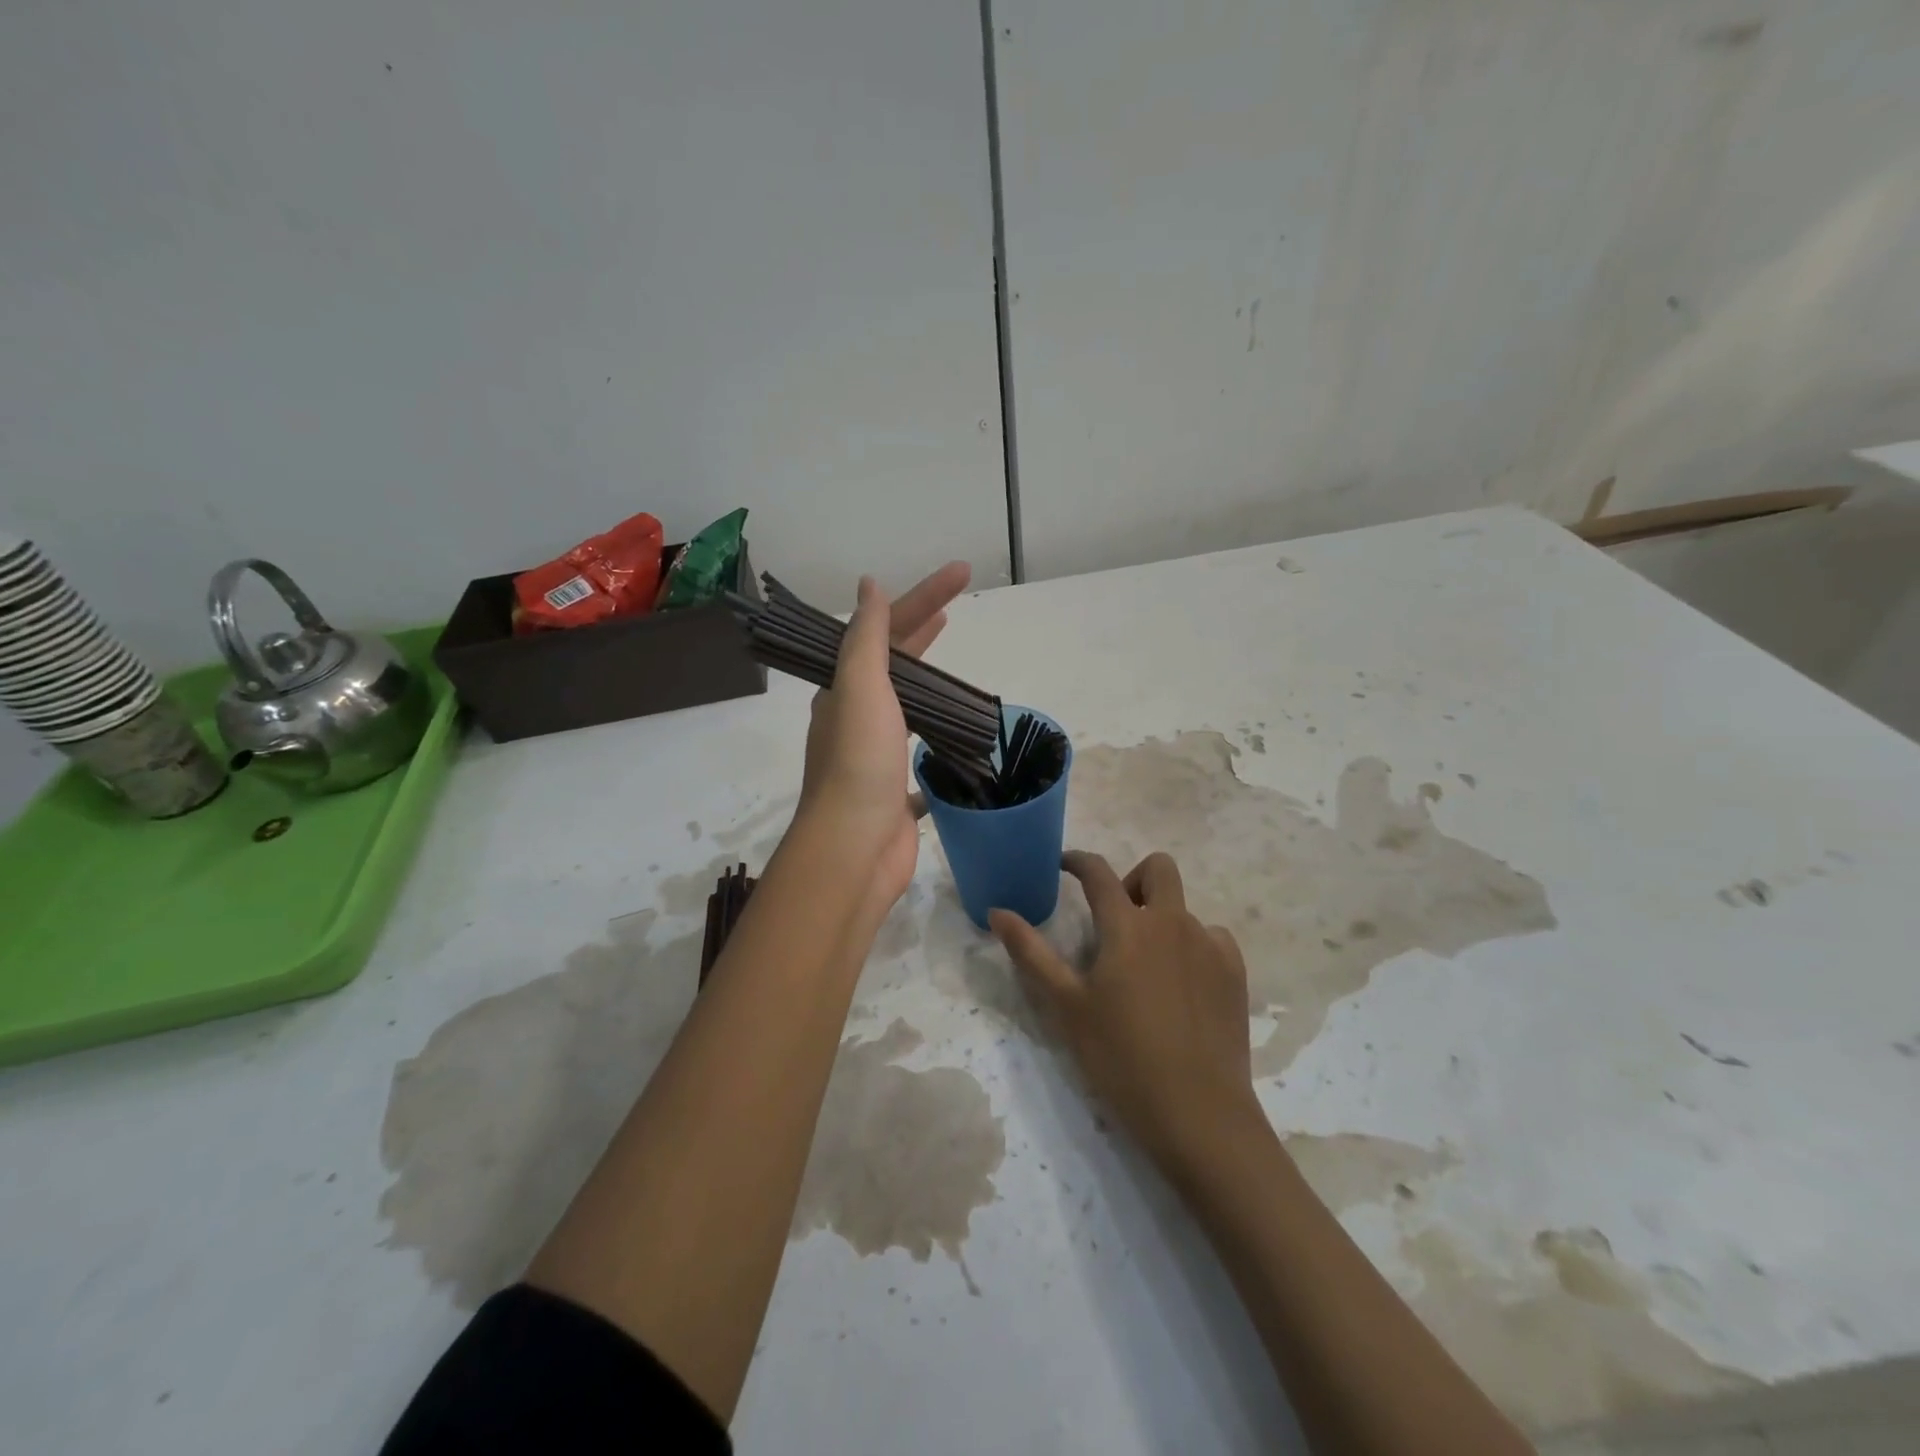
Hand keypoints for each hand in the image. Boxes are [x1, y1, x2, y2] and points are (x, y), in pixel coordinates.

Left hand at [799, 562, 969, 915]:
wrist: (854, 850)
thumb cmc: (859, 763)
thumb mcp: (860, 688)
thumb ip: (868, 638)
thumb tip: (868, 586)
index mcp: (844, 691)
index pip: (887, 631)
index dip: (923, 598)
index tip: (962, 573)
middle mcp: (856, 719)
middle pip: (895, 666)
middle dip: (923, 631)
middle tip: (957, 607)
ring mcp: (876, 757)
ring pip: (907, 709)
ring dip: (929, 685)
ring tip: (958, 670)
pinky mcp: (896, 791)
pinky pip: (919, 755)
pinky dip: (937, 741)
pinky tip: (957, 738)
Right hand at [991, 851, 1260, 1167]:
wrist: (1198, 1113)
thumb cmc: (1121, 1056)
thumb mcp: (1066, 1005)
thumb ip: (1030, 953)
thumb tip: (997, 911)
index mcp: (1127, 926)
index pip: (1098, 872)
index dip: (1078, 861)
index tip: (1064, 865)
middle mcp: (1172, 922)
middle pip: (1158, 867)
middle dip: (1133, 879)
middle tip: (1115, 919)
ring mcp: (1210, 946)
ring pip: (1184, 908)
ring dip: (1162, 920)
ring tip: (1147, 968)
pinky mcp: (1235, 973)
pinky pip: (1212, 939)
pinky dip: (1192, 947)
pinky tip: (1182, 987)